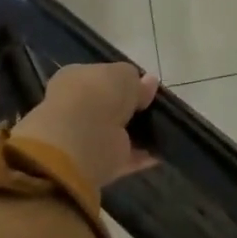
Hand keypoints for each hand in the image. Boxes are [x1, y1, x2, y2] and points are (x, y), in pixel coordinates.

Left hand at [13, 62, 158, 188]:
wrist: (83, 137)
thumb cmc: (100, 93)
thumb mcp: (125, 75)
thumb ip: (137, 82)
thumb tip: (149, 82)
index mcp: (75, 78)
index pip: (98, 76)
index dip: (120, 81)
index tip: (142, 87)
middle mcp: (76, 107)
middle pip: (107, 106)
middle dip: (128, 108)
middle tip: (152, 108)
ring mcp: (84, 137)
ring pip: (114, 132)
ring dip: (134, 132)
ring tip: (161, 128)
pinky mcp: (96, 163)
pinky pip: (122, 156)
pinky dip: (140, 155)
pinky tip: (160, 152)